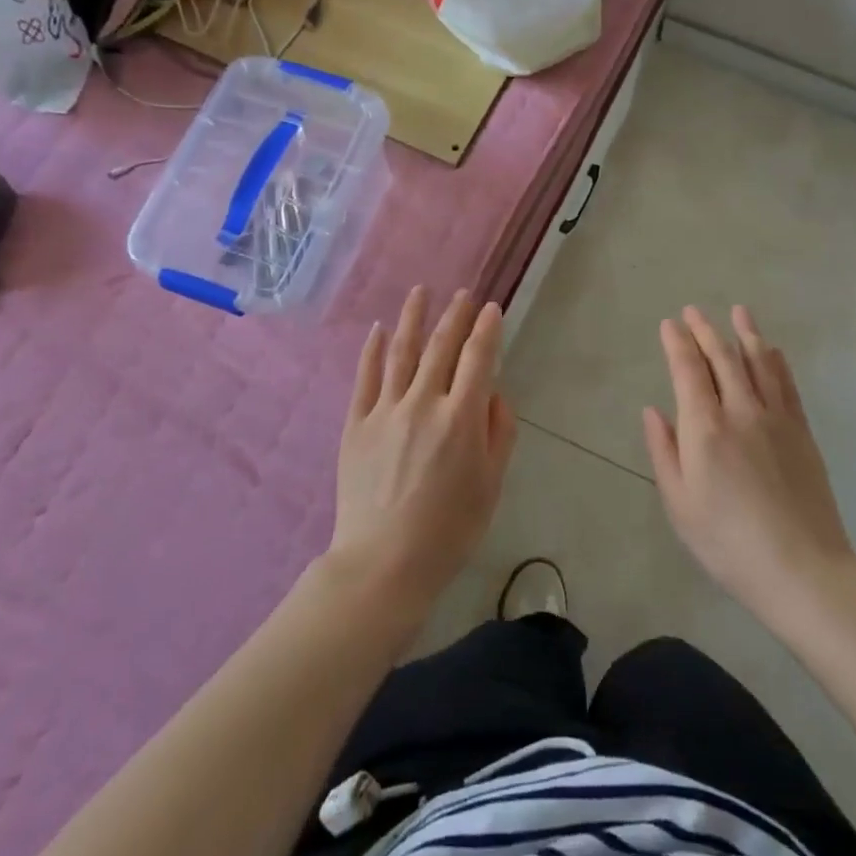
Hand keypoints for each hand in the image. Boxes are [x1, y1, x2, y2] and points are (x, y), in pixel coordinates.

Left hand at [328, 287, 516, 613]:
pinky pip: (365, 378)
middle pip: (441, 348)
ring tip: (420, 291)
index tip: (491, 308)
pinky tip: (378, 330)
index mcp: (461, 418)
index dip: (486, 330)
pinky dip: (372, 350)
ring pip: (401, 352)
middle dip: (455, 316)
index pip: (478, 359)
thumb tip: (494, 393)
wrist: (384, 563)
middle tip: (463, 294)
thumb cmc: (449, 530)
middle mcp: (424, 403)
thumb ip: (499, 433)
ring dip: (413, 318)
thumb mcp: (491, 485)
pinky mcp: (356, 424)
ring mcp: (386, 410)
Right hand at [643, 306, 855, 626]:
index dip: (677, 343)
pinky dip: (777, 362)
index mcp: (705, 428)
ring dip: (745, 334)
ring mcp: (776, 419)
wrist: (802, 569)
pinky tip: (772, 350)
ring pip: (759, 363)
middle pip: (722, 358)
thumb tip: (653, 410)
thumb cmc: (728, 543)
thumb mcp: (679, 504)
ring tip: (737, 311)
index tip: (669, 324)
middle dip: (705, 330)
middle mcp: (740, 411)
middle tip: (693, 311)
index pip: (688, 370)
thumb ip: (663, 452)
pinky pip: (787, 385)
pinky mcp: (801, 432)